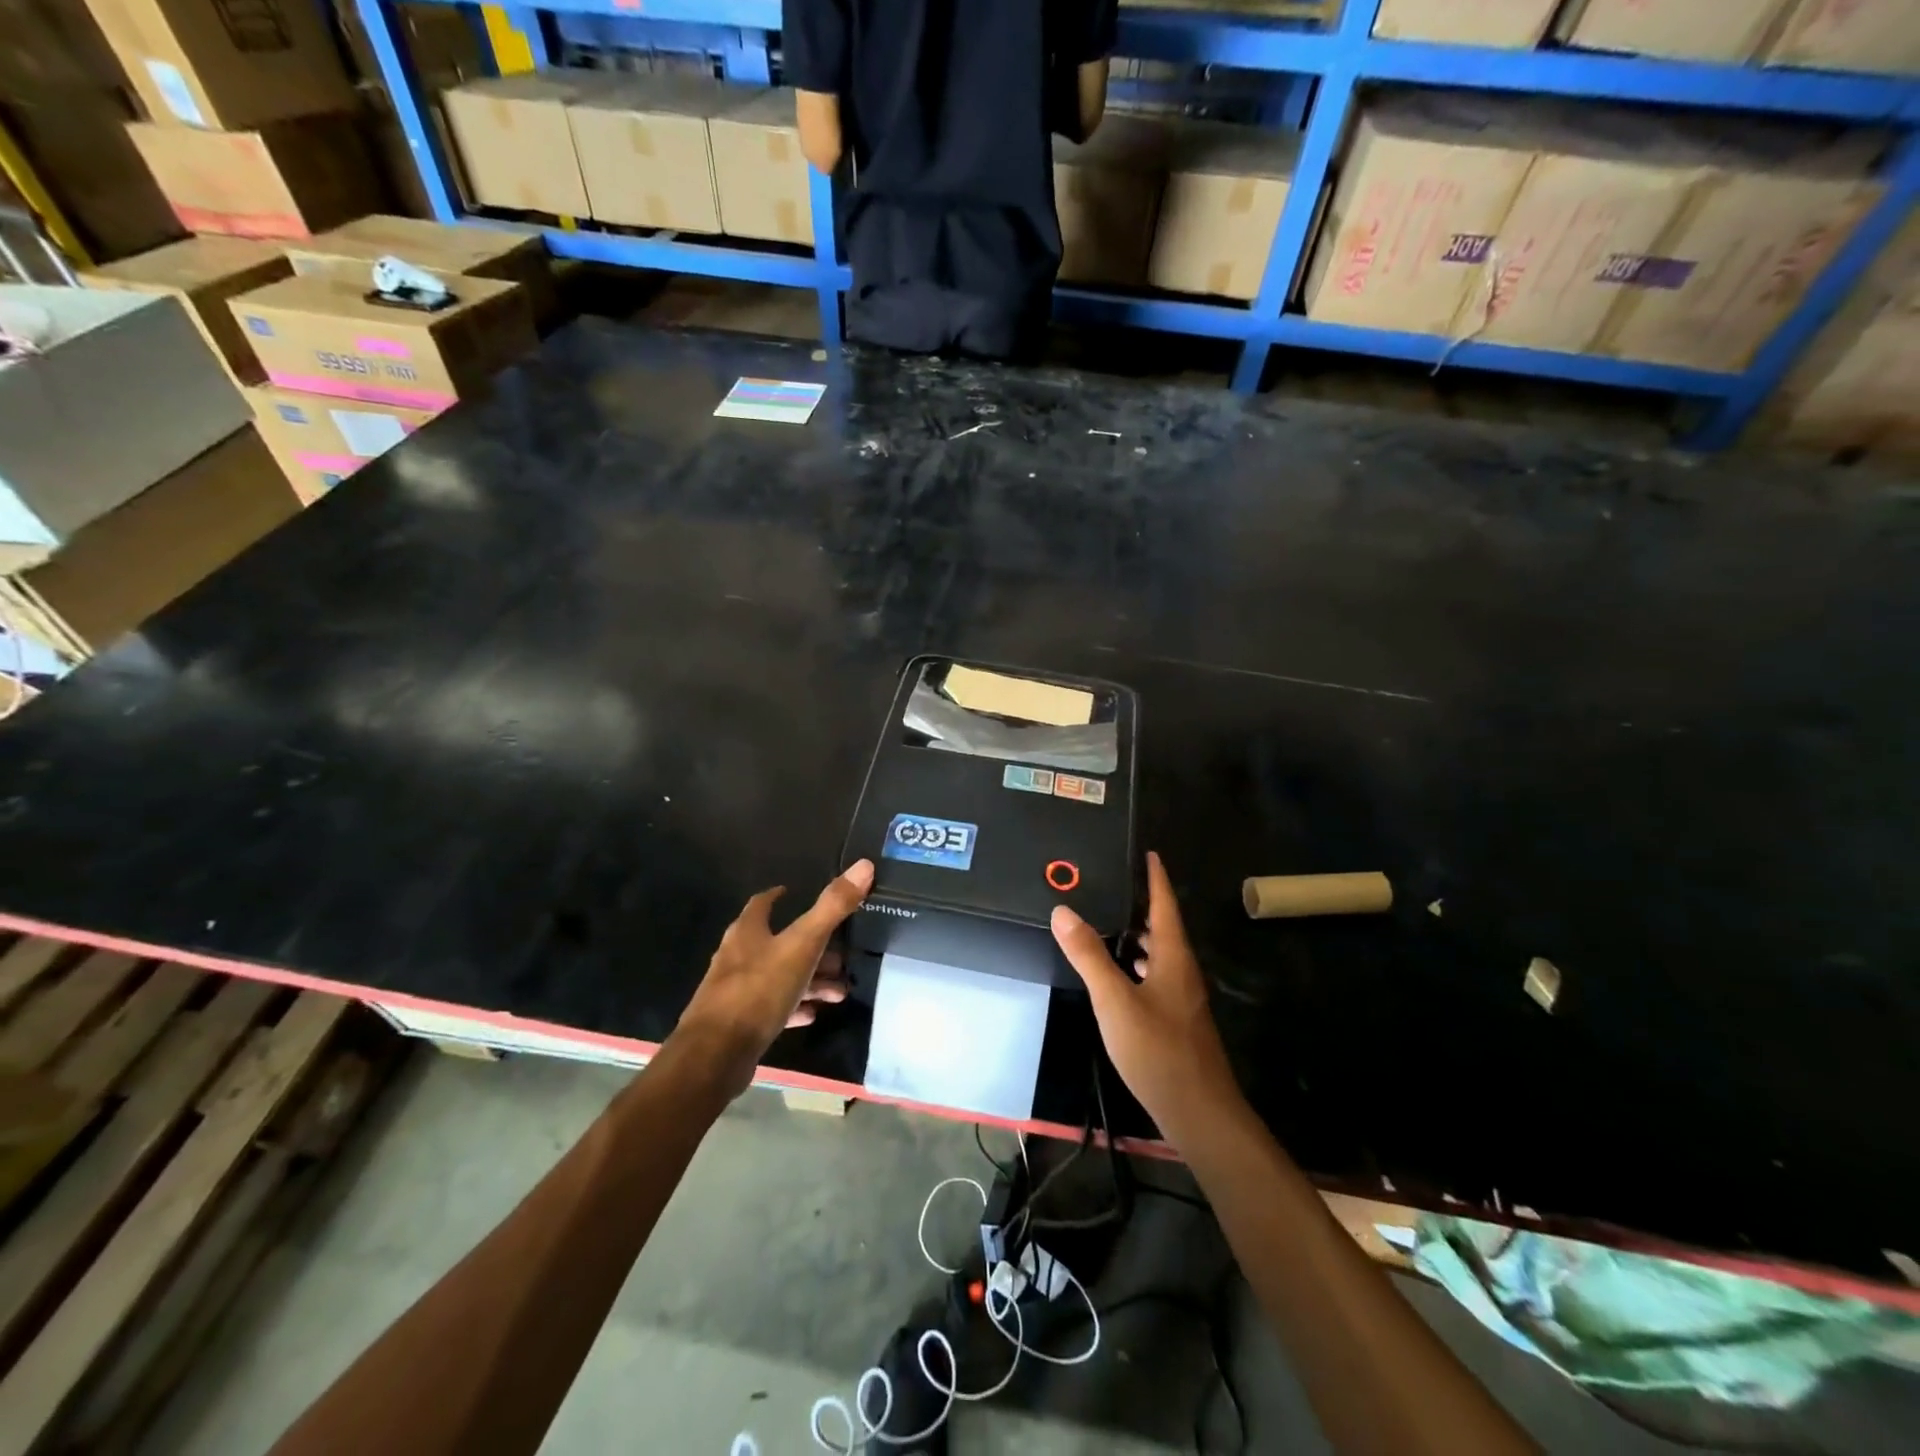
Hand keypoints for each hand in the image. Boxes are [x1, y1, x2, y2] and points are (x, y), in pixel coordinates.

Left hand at [670, 859, 873, 1095]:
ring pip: (779, 977)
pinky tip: (813, 1014)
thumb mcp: (803, 944)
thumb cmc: (759, 989)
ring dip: (809, 980)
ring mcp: (736, 991)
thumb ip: (833, 907)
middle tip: (841, 956)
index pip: (762, 903)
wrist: (716, 1054)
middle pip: (778, 943)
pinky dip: (794, 1006)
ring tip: (839, 991)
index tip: (794, 892)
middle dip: (811, 948)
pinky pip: (772, 1008)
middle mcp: (738, 956)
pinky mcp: (739, 1023)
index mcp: (748, 932)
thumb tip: (864, 865)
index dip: (778, 896)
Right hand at [1051, 852, 1240, 1145]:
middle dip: (1142, 904)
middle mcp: (1182, 971)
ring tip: (1108, 922)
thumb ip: (1089, 955)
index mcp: (1174, 957)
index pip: (1165, 905)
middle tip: (1112, 884)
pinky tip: (1118, 973)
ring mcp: (1181, 997)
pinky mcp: (1176, 1019)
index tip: (1147, 853)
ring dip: (1138, 935)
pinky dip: (1137, 963)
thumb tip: (1063, 910)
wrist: (1199, 1112)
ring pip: (1160, 954)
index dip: (1155, 878)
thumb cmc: (1158, 1051)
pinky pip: (1155, 975)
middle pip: (1164, 927)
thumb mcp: (1115, 1000)